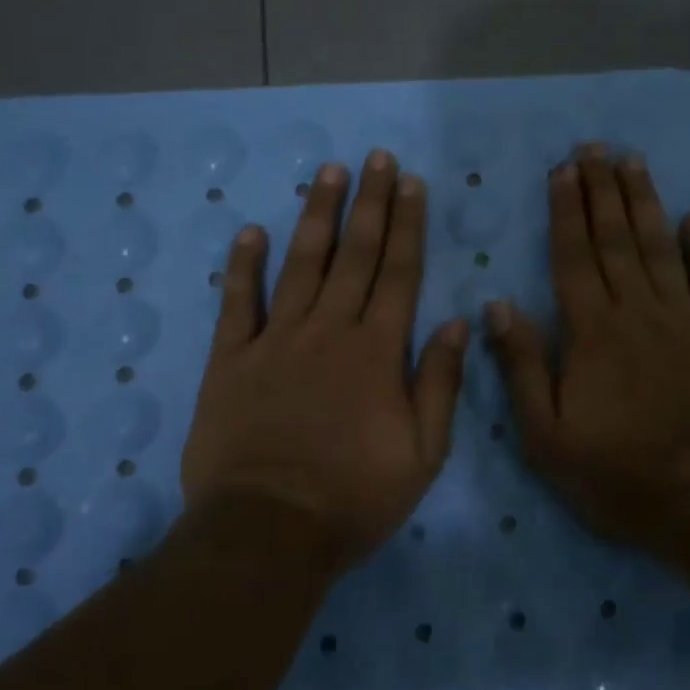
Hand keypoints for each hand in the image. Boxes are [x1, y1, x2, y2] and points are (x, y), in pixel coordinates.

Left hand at [181, 150, 468, 568]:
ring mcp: (276, 341)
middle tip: (376, 158)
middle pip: (354, 255)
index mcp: (377, 352)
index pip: (398, 273)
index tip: (411, 183)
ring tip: (328, 173)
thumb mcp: (423, 454)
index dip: (407, 225)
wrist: (268, 532)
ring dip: (316, 216)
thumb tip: (458, 322)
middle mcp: (329, 331)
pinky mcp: (230, 361)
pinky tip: (250, 231)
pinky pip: (237, 303)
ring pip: (300, 265)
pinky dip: (242, 266)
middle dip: (369, 203)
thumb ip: (440, 383)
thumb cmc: (355, 498)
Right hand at [485, 145, 689, 553]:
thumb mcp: (545, 432)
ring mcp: (684, 321)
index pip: (573, 257)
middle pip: (615, 239)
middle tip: (594, 147)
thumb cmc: (614, 472)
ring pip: (660, 248)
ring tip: (633, 161)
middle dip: (602, 190)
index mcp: (591, 332)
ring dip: (645, 202)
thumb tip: (498, 305)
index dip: (566, 211)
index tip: (562, 170)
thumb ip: (522, 365)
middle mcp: (637, 312)